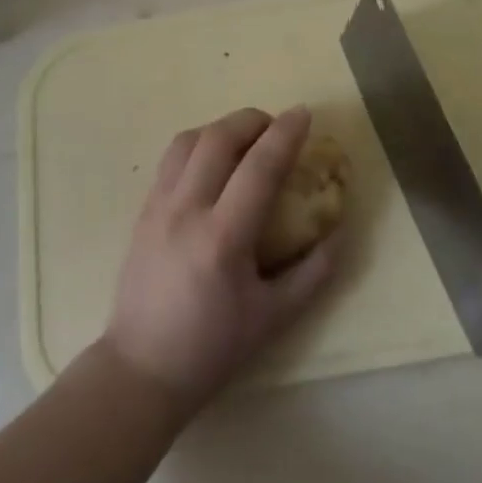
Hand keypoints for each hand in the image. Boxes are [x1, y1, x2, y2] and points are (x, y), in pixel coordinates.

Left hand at [103, 106, 336, 415]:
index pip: (259, 166)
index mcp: (222, 238)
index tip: (304, 113)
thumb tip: (339, 232)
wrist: (141, 369)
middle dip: (252, 119)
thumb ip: (313, 273)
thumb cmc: (212, 348)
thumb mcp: (274, 318)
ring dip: (221, 128)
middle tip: (275, 126)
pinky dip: (197, 145)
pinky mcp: (142, 211)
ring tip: (244, 140)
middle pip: (218, 137)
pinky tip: (213, 163)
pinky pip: (170, 160)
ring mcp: (157, 206)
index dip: (286, 134)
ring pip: (188, 140)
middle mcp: (186, 210)